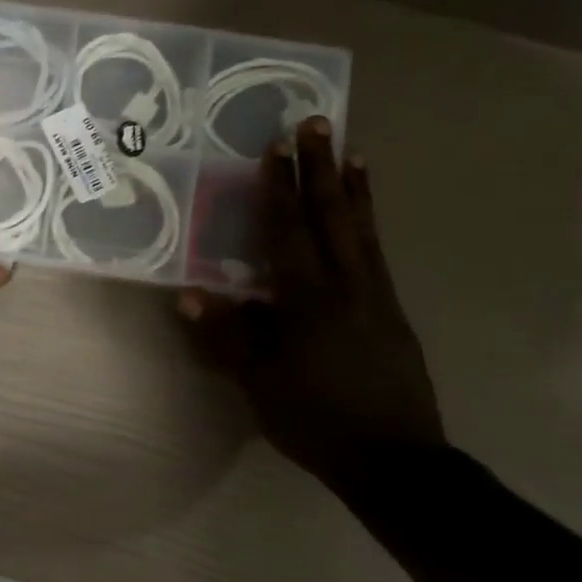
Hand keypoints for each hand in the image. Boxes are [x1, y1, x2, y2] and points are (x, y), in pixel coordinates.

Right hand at [178, 118, 443, 495]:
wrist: (393, 458)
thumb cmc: (314, 419)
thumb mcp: (259, 382)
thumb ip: (227, 336)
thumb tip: (188, 294)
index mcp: (308, 300)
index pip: (288, 232)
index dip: (279, 188)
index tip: (277, 145)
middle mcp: (348, 287)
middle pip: (333, 217)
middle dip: (322, 168)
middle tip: (320, 122)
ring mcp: (377, 298)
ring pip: (365, 231)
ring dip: (355, 190)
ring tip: (355, 152)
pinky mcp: (393, 315)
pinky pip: (378, 256)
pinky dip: (371, 227)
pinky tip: (366, 223)